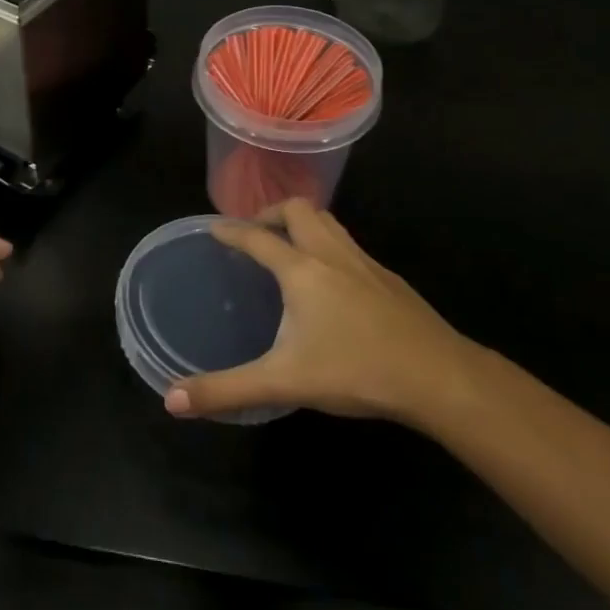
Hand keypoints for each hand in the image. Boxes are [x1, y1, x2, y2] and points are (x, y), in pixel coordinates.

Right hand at [164, 199, 476, 424]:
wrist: (438, 376)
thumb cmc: (355, 370)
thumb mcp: (283, 382)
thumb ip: (226, 389)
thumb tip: (171, 400)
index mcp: (301, 270)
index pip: (257, 237)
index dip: (231, 230)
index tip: (214, 228)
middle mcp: (331, 254)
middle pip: (298, 210)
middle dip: (271, 213)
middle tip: (255, 232)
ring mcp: (365, 262)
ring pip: (329, 222)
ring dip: (303, 223)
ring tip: (289, 246)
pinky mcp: (388, 278)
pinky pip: (349, 245)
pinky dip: (329, 245)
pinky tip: (332, 280)